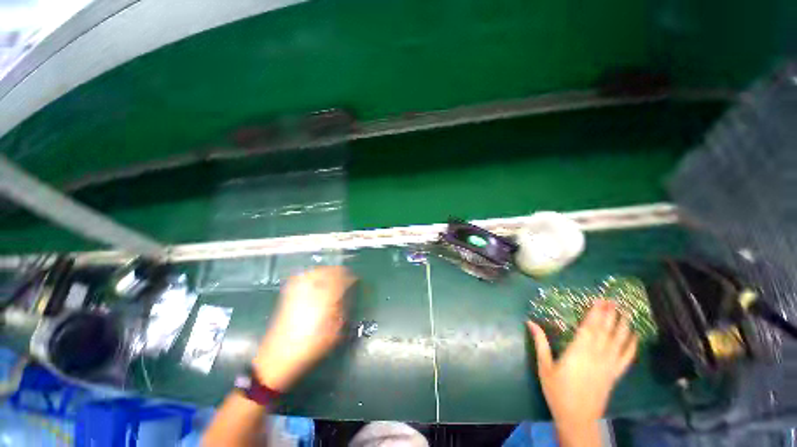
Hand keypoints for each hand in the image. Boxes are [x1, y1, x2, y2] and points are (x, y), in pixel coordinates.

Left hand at [253, 266, 355, 390]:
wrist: (279, 355)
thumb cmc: (310, 346)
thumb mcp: (334, 332)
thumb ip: (341, 311)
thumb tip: (345, 297)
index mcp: (325, 300)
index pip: (341, 281)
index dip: (350, 278)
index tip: (355, 279)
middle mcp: (311, 291)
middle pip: (328, 272)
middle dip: (339, 271)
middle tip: (346, 276)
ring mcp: (298, 291)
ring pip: (316, 271)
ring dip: (327, 271)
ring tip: (333, 275)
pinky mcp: (288, 294)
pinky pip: (303, 276)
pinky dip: (313, 274)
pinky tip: (316, 278)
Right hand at [527, 301, 637, 434]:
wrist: (577, 418)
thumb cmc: (557, 391)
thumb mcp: (544, 366)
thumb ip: (540, 343)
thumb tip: (530, 322)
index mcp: (578, 352)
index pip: (589, 328)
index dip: (595, 313)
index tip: (599, 300)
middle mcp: (596, 356)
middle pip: (605, 331)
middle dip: (609, 314)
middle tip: (613, 300)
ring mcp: (608, 366)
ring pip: (618, 342)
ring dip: (622, 326)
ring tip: (625, 312)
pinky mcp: (614, 375)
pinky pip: (626, 358)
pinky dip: (631, 346)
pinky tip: (634, 337)